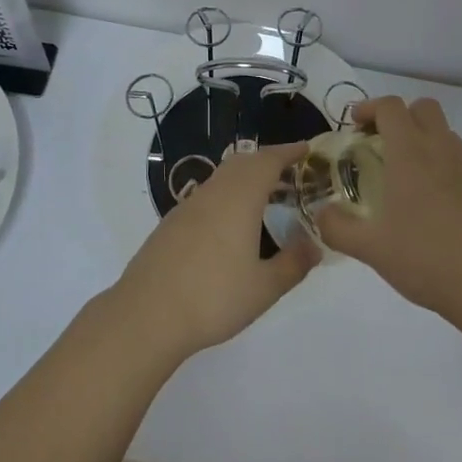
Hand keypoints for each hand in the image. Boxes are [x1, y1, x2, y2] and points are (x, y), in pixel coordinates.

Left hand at [111, 141, 319, 363]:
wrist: (147, 313)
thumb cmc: (213, 297)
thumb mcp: (264, 288)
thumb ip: (293, 264)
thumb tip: (314, 245)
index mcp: (239, 197)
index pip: (268, 161)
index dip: (289, 152)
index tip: (307, 149)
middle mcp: (214, 192)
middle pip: (243, 162)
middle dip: (268, 162)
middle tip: (292, 174)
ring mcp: (189, 205)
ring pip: (223, 177)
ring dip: (246, 178)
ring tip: (267, 199)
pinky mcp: (172, 222)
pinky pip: (208, 195)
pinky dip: (228, 196)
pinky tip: (232, 224)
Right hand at [315, 97, 461, 328]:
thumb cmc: (427, 260)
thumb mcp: (371, 249)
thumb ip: (337, 228)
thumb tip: (320, 214)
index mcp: (411, 155)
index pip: (391, 107)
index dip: (370, 107)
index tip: (355, 124)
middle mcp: (442, 152)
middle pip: (424, 108)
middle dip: (401, 116)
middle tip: (382, 143)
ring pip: (447, 136)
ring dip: (425, 142)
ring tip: (407, 177)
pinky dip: (446, 174)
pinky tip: (437, 211)